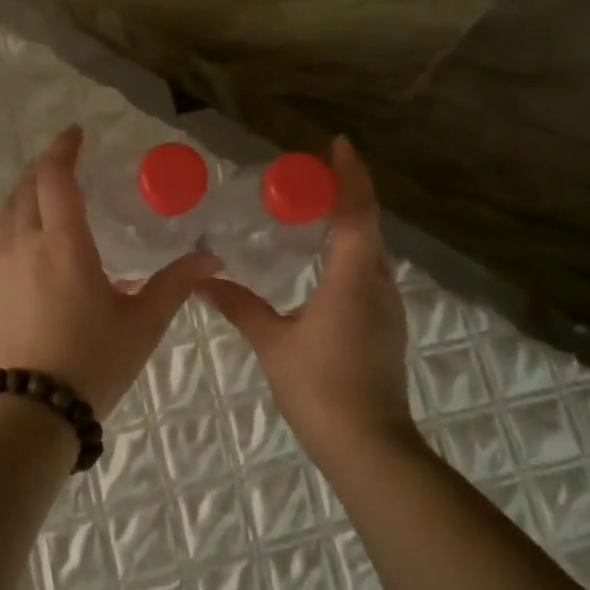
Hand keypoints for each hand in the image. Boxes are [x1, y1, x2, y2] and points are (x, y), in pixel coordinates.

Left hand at [0, 125, 219, 418]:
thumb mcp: (143, 323)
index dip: (63, 148)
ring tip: (41, 191)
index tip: (75, 133)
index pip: (56, 177)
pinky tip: (9, 231)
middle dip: (45, 166)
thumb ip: (176, 284)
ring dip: (23, 191)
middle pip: (27, 187)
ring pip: (5, 211)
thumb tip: (213, 257)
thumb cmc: (93, 363)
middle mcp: (25, 244)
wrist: (30, 412)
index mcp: (65, 243)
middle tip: (64, 160)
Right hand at [198, 138, 413, 464]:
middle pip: (368, 223)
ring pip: (372, 249)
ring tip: (314, 211)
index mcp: (352, 278)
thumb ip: (239, 306)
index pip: (356, 211)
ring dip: (350, 222)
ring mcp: (387, 305)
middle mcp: (377, 283)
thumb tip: (202, 281)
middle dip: (347, 192)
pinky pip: (369, 271)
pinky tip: (324, 261)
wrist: (370, 446)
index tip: (336, 143)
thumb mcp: (272, 342)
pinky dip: (351, 250)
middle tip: (311, 175)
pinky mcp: (387, 325)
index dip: (349, 174)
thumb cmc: (319, 388)